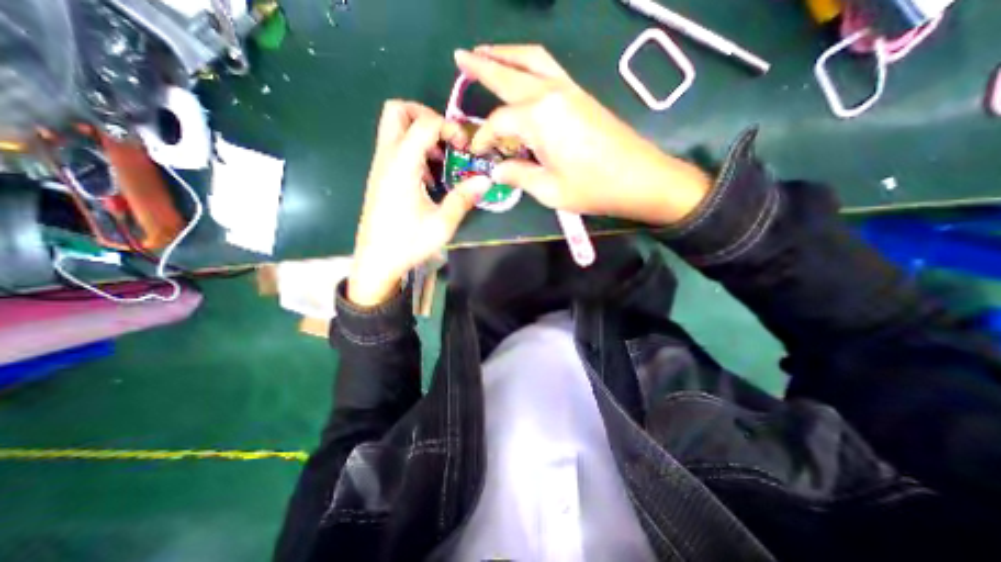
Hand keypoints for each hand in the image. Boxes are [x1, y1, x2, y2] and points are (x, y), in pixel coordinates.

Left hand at [349, 103, 490, 308]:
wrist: (376, 261)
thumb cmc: (407, 244)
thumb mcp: (441, 224)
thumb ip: (463, 199)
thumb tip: (485, 181)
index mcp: (401, 167)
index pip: (423, 124)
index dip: (448, 126)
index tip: (464, 146)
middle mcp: (386, 159)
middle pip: (397, 111)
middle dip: (425, 115)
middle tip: (446, 138)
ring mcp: (380, 167)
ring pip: (393, 128)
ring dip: (419, 133)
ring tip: (441, 159)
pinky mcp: (380, 178)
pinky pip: (394, 148)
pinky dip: (413, 149)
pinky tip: (428, 177)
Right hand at [455, 45, 709, 226]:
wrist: (640, 178)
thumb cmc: (593, 188)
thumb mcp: (549, 190)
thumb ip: (519, 176)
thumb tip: (497, 170)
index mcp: (539, 119)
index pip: (499, 122)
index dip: (484, 137)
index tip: (478, 152)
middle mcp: (551, 94)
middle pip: (510, 73)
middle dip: (482, 64)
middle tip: (460, 56)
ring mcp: (569, 90)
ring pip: (532, 60)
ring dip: (507, 54)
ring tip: (486, 52)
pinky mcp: (581, 95)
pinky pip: (549, 68)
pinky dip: (529, 64)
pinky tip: (522, 72)